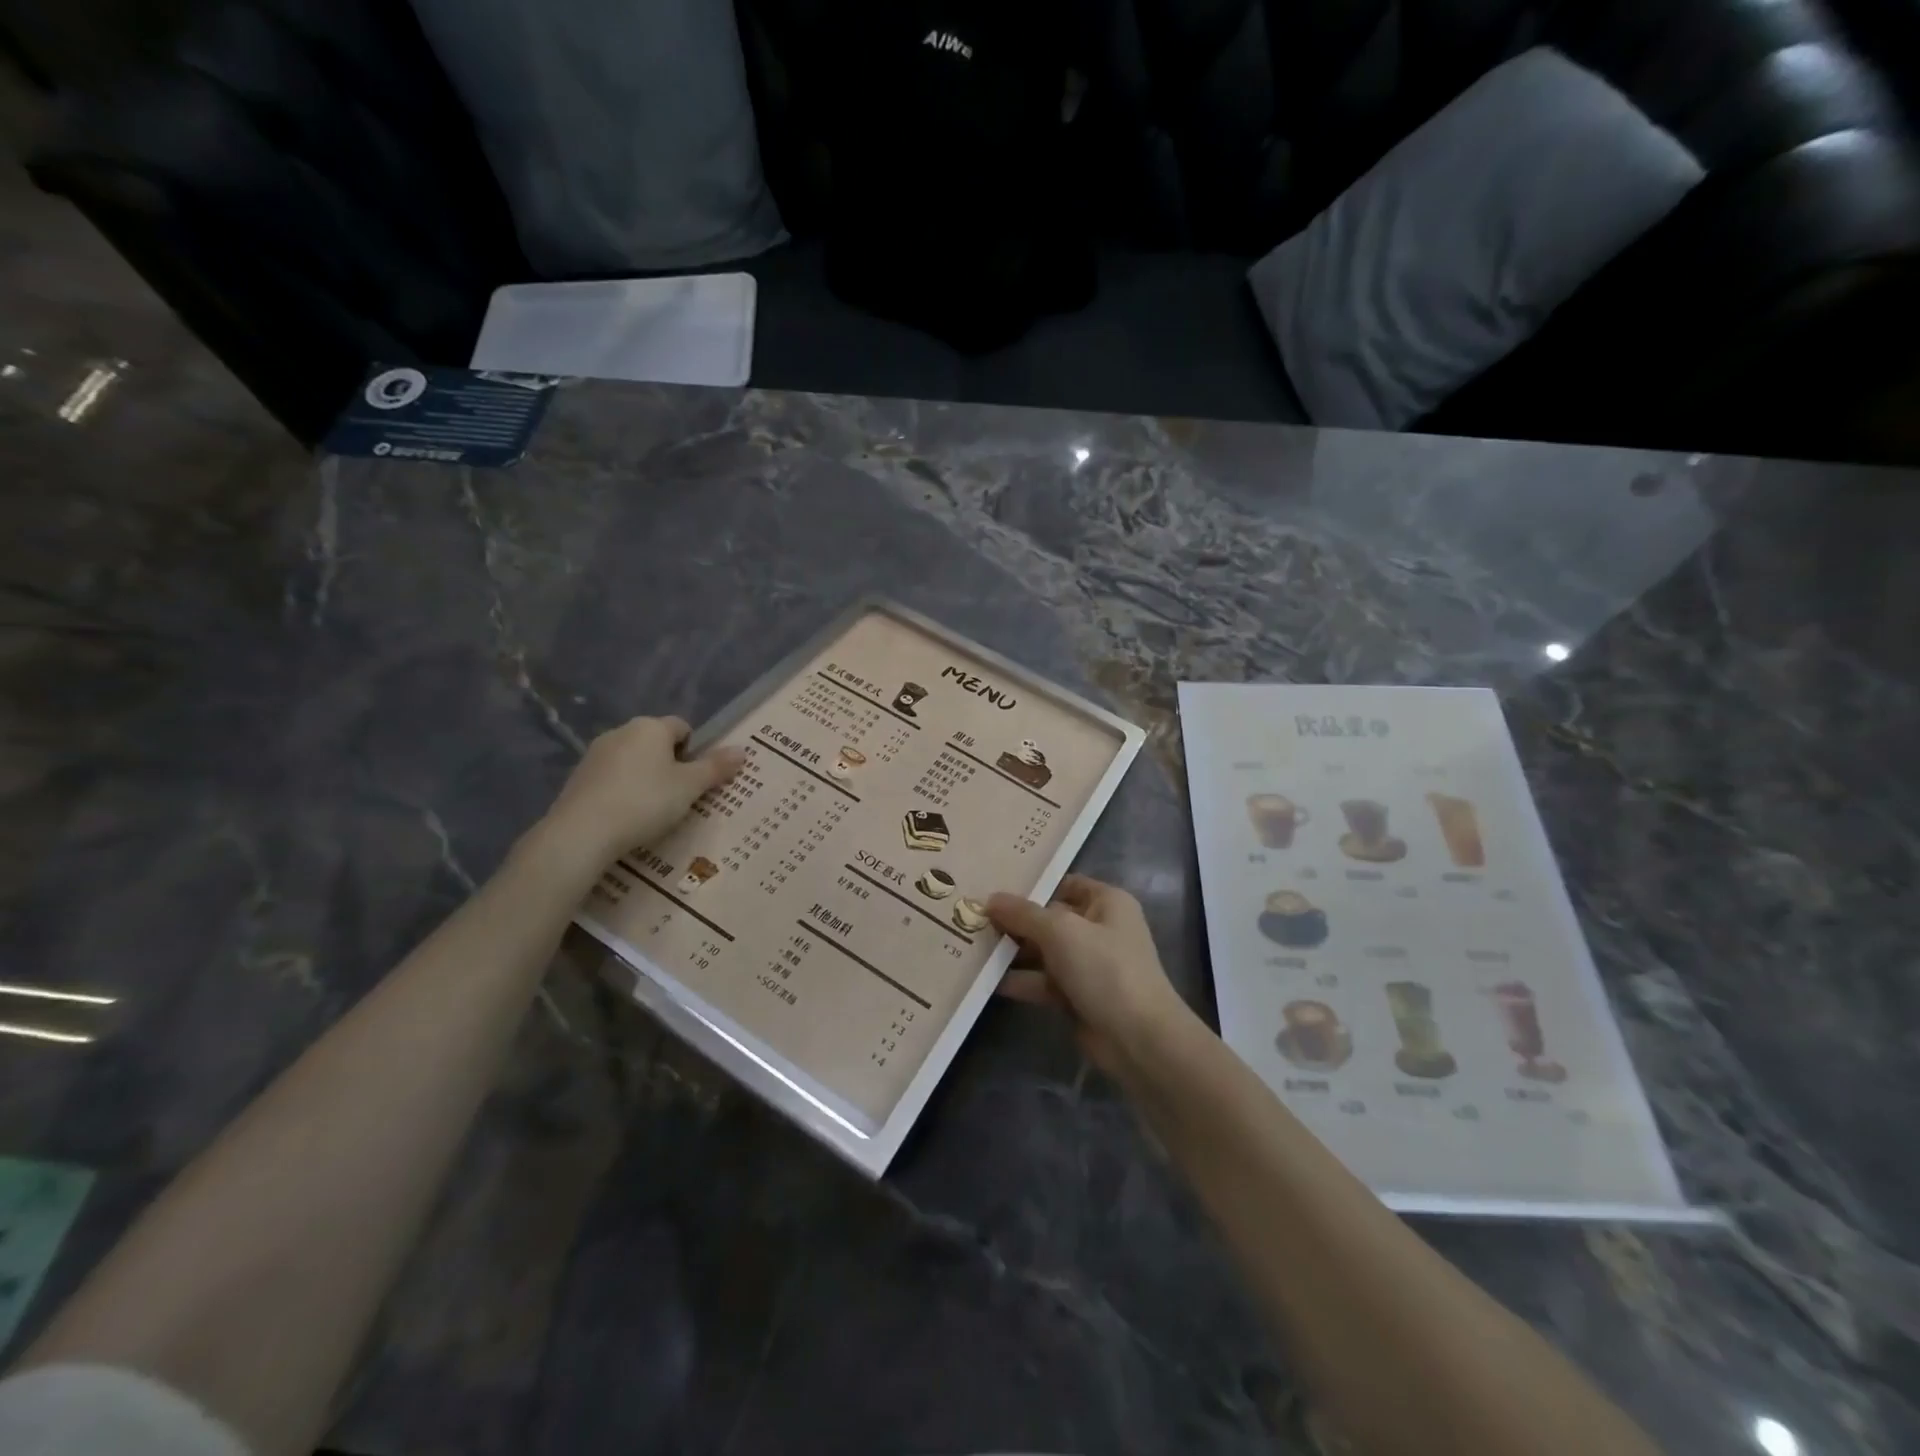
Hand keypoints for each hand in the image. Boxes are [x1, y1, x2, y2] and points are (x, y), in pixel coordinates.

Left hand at [535, 716, 744, 871]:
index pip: (682, 727)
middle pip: (656, 743)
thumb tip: (743, 750)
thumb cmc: (645, 801)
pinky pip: (612, 779)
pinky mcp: (579, 777)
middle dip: (670, 765)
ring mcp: (595, 754)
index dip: (695, 750)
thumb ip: (716, 768)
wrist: (582, 833)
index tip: (696, 779)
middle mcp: (621, 732)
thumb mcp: (689, 787)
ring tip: (654, 811)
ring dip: (646, 779)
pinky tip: (627, 817)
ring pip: (633, 761)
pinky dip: (624, 792)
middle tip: (681, 796)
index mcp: (651, 727)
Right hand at [987, 875, 1193, 1082]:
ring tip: (972, 946)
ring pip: (1044, 952)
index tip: (994, 886)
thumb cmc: (1104, 968)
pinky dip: (1020, 980)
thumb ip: (1023, 913)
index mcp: (1107, 903)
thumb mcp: (1060, 931)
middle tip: (973, 917)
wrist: (1137, 1038)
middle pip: (1050, 919)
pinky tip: (986, 980)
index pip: (1065, 884)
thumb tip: (991, 898)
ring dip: (1013, 952)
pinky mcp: (1078, 996)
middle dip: (1015, 920)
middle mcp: (1099, 929)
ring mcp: (1089, 965)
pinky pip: (1044, 981)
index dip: (1033, 885)